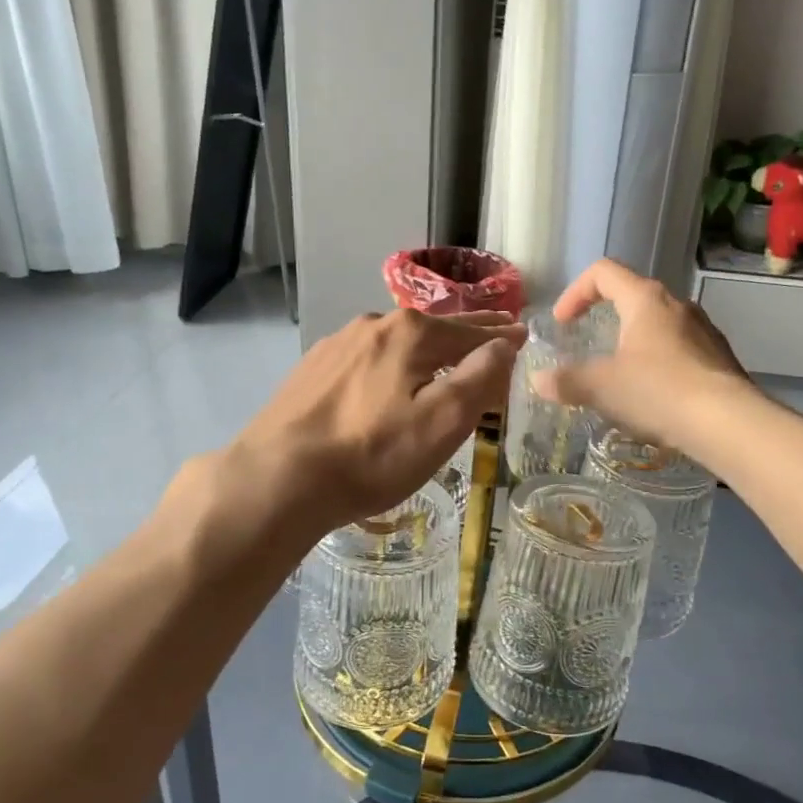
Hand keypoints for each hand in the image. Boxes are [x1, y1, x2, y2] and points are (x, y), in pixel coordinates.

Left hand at [228, 309, 524, 536]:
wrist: (279, 478)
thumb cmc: (372, 454)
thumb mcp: (442, 422)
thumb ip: (480, 377)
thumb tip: (506, 342)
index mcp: (411, 333)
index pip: (471, 330)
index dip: (501, 335)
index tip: (523, 334)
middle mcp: (373, 325)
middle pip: (434, 328)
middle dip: (467, 333)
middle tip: (494, 334)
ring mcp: (338, 344)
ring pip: (397, 341)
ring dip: (427, 347)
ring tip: (445, 356)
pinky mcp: (313, 368)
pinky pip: (368, 358)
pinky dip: (391, 362)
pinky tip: (388, 377)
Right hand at [533, 260, 756, 459]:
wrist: (729, 423)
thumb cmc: (659, 392)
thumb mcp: (602, 387)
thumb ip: (566, 381)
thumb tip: (539, 380)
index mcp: (645, 299)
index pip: (603, 272)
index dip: (575, 292)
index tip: (563, 323)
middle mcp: (677, 305)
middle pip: (633, 296)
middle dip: (605, 318)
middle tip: (588, 346)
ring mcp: (703, 330)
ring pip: (658, 325)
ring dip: (633, 342)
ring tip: (620, 376)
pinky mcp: (719, 357)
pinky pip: (679, 349)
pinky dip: (657, 363)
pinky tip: (653, 397)